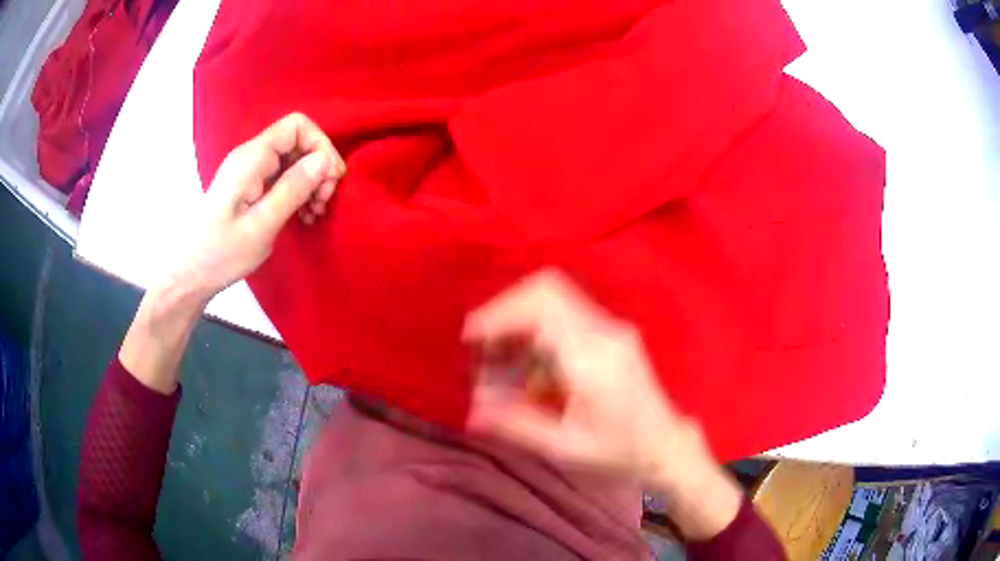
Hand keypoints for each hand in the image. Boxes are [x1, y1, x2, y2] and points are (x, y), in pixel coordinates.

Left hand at [120, 113, 342, 394]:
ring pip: (292, 159)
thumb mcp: (261, 225)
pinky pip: (282, 176)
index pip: (297, 126)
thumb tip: (324, 160)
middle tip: (323, 203)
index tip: (330, 180)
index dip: (320, 146)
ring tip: (314, 213)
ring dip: (311, 182)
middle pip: (297, 141)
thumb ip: (292, 189)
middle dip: (318, 167)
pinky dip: (298, 191)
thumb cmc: (221, 253)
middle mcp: (251, 157)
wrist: (190, 274)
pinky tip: (303, 215)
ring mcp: (249, 172)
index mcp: (251, 158)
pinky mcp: (249, 187)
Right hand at [463, 269, 741, 539]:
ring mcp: (611, 327)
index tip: (471, 337)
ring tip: (499, 357)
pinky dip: (537, 329)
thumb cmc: (619, 449)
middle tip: (482, 344)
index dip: (500, 313)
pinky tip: (528, 365)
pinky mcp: (611, 331)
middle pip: (547, 289)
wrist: (664, 442)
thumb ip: (517, 424)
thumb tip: (473, 412)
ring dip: (520, 319)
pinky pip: (565, 314)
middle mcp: (605, 331)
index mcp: (593, 358)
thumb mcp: (565, 445)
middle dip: (506, 310)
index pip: (542, 306)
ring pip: (554, 297)